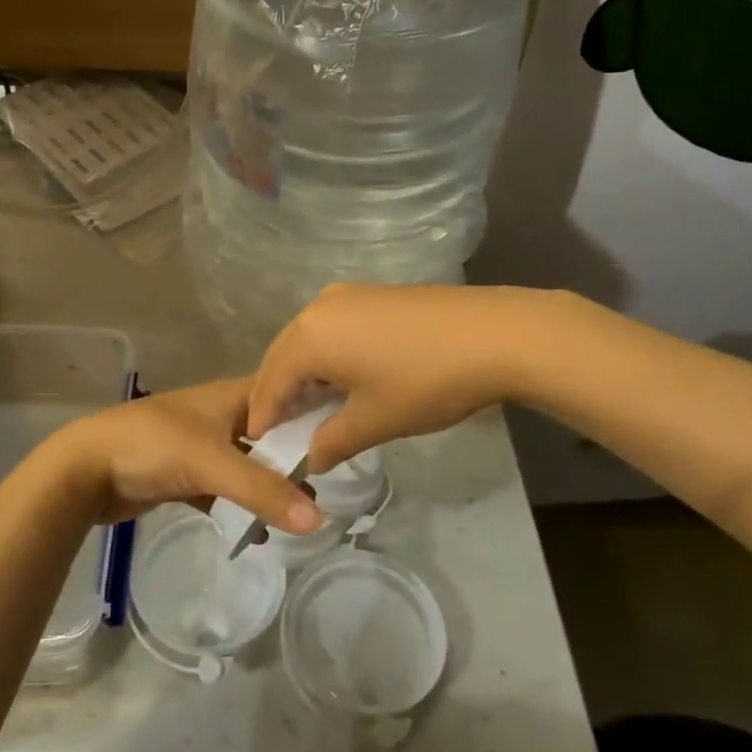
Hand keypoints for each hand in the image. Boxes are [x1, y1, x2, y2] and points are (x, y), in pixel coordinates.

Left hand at [49, 378, 323, 532]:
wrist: (87, 468)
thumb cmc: (153, 446)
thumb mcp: (212, 463)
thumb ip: (263, 490)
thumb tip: (319, 519)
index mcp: (232, 396)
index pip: (285, 394)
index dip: (315, 409)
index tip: (347, 433)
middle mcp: (222, 415)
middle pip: (270, 433)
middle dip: (296, 457)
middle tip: (329, 486)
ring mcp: (202, 445)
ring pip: (248, 463)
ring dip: (270, 485)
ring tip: (302, 513)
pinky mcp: (185, 474)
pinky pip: (225, 489)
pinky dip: (241, 505)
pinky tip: (259, 532)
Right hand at [249, 284, 530, 470]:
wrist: (494, 333)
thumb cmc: (425, 382)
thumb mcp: (374, 421)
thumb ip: (332, 441)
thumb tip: (311, 457)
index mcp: (310, 336)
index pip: (271, 381)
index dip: (263, 416)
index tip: (257, 445)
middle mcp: (319, 306)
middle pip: (283, 354)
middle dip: (276, 391)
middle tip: (277, 428)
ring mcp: (347, 294)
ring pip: (308, 338)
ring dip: (302, 371)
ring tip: (308, 407)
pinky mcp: (373, 293)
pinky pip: (331, 327)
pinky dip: (325, 354)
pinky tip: (341, 376)